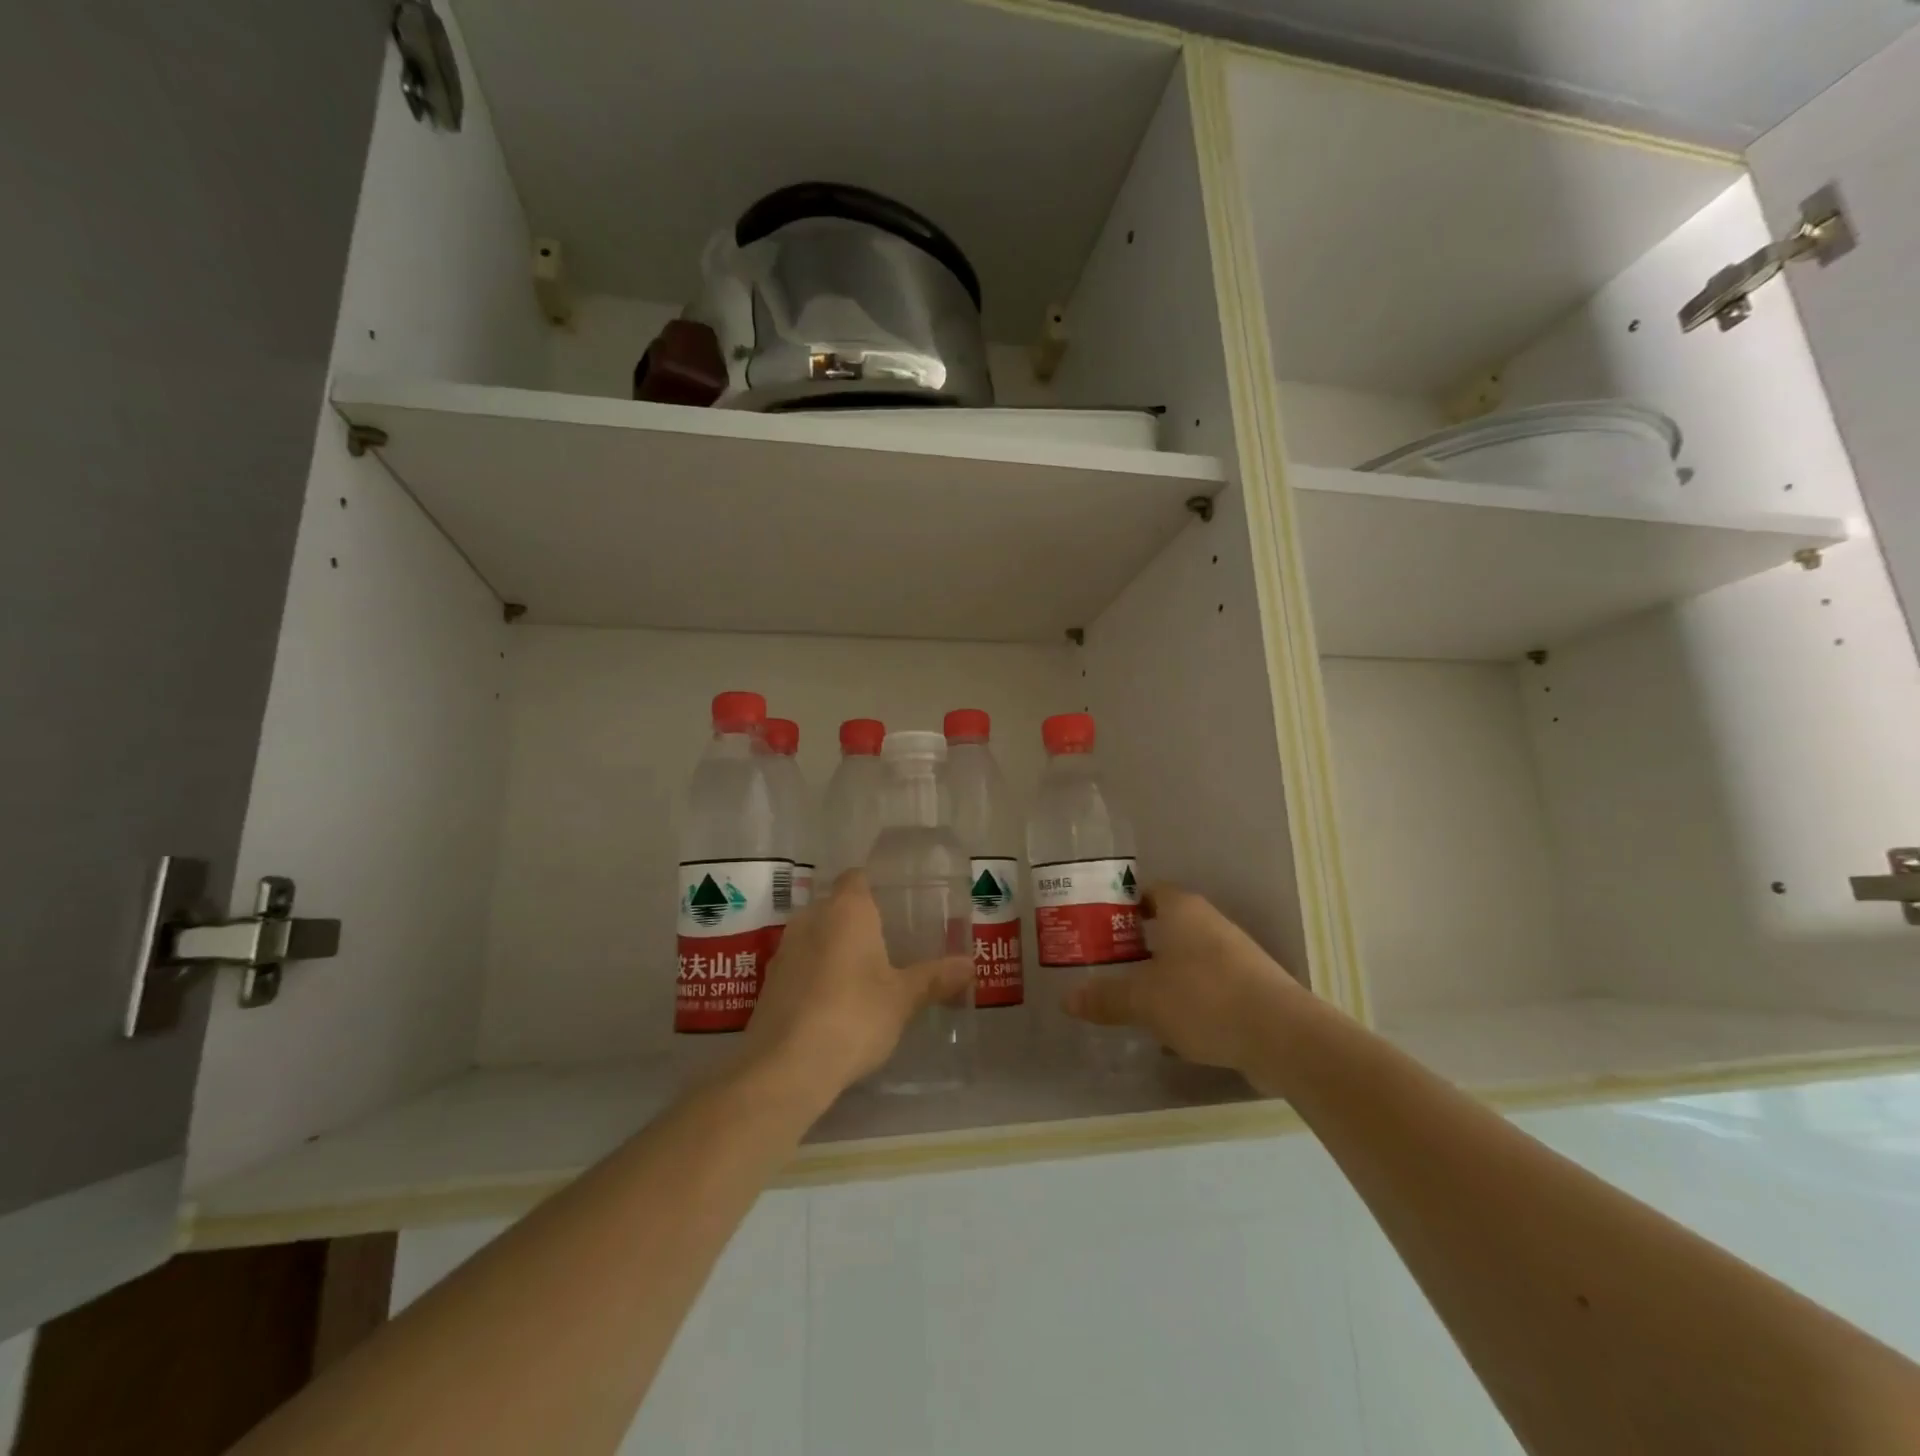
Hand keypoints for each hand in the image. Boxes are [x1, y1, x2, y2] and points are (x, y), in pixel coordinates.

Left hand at [738, 870, 972, 1106]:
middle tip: (889, 942)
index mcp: (846, 910)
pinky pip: (801, 964)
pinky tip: (835, 1001)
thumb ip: (935, 978)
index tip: (897, 904)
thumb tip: (970, 965)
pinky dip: (816, 973)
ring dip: (835, 948)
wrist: (786, 1067)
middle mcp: (811, 918)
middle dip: (858, 920)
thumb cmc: (854, 1016)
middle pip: (836, 906)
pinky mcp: (770, 983)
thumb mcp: (903, 999)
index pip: (857, 877)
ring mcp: (785, 950)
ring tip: (865, 973)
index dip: (875, 886)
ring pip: (816, 935)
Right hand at [1063, 884, 1301, 1079]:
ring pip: (1187, 961)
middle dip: (1137, 946)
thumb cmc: (1204, 998)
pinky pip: (1207, 990)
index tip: (1098, 926)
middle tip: (1106, 966)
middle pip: (1166, 927)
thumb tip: (1068, 998)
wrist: (1283, 1037)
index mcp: (1183, 910)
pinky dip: (1187, 1004)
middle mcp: (1210, 924)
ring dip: (1162, 978)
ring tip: (1131, 1001)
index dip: (1122, 905)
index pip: (1148, 892)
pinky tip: (1170, 1032)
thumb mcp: (1143, 999)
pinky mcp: (1251, 990)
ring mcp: (1235, 957)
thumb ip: (1106, 997)